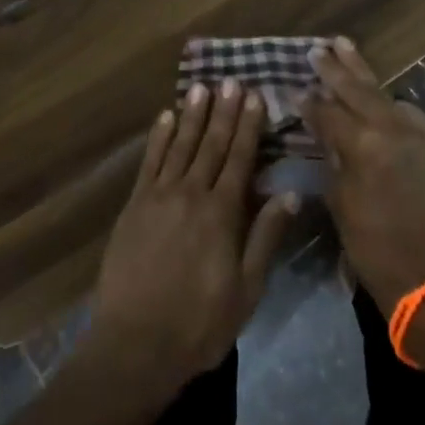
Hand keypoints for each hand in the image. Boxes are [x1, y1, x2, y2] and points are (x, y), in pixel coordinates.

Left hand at [88, 81, 296, 391]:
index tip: (255, 96)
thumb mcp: (246, 290)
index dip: (248, 126)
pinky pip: (150, 161)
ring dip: (192, 115)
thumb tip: (290, 193)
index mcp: (222, 213)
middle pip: (211, 144)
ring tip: (201, 87)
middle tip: (231, 80)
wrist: (136, 344)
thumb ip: (265, 237)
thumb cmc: (200, 323)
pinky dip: (159, 137)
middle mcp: (191, 193)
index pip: (240, 158)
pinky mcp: (135, 204)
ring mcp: (159, 196)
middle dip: (224, 111)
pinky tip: (165, 117)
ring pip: (180, 144)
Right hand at [304, 38, 424, 311]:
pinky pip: (405, 111)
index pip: (328, 113)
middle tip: (316, 49)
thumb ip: (332, 158)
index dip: (308, 102)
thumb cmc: (372, 246)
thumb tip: (322, 131)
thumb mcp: (340, 201)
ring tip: (343, 45)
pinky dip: (388, 99)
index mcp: (363, 144)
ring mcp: (414, 134)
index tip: (292, 88)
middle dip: (334, 69)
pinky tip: (379, 93)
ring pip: (381, 92)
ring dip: (361, 71)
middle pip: (356, 90)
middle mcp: (390, 129)